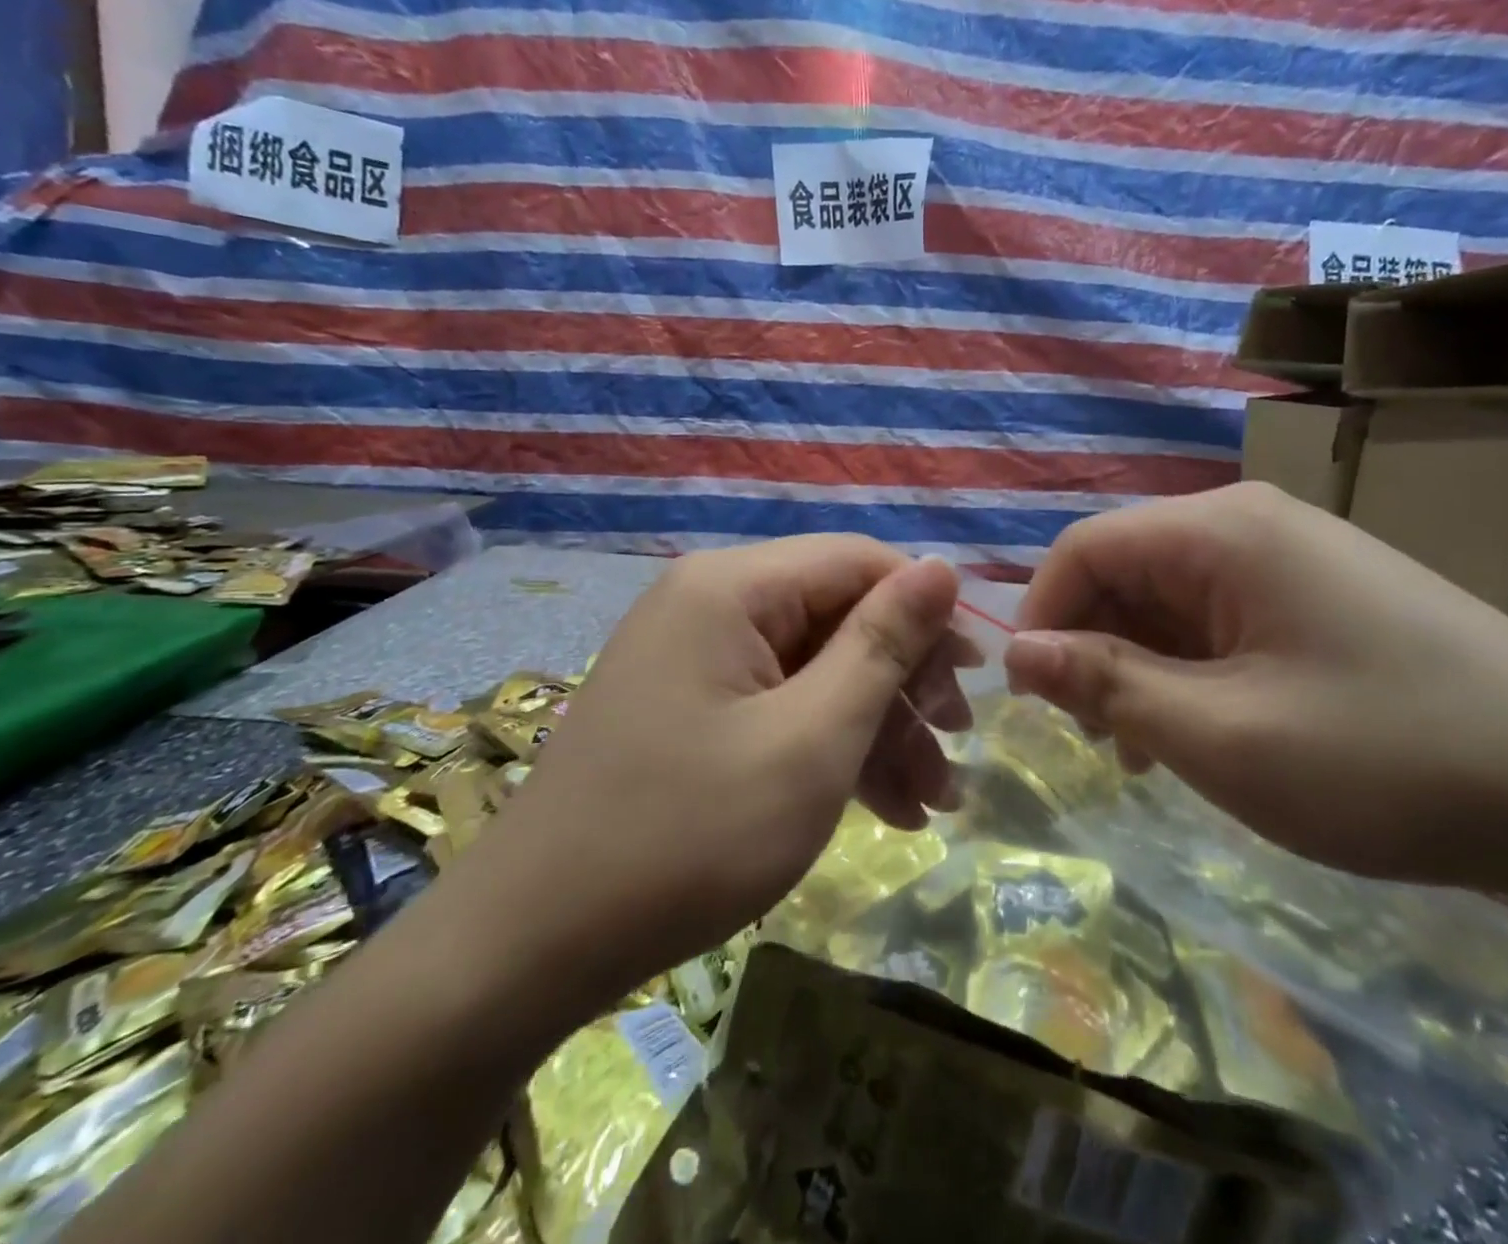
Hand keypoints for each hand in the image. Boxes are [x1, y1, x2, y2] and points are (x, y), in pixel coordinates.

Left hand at [470, 537, 966, 997]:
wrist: (533, 946)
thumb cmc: (688, 837)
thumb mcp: (811, 740)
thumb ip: (881, 645)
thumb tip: (941, 568)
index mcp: (732, 587)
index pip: (859, 561)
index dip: (926, 612)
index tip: (974, 681)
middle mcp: (710, 604)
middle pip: (837, 616)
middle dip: (903, 684)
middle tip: (955, 748)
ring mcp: (695, 659)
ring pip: (814, 669)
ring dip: (877, 727)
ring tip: (932, 800)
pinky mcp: (689, 709)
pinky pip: (777, 705)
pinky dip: (829, 748)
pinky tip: (883, 808)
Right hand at [1005, 483, 1507, 890]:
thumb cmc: (1386, 760)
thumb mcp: (1221, 735)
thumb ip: (1104, 685)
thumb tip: (1017, 653)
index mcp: (1223, 531)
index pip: (1083, 548)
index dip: (1040, 616)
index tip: (1031, 697)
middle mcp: (1252, 524)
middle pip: (1126, 569)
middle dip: (1091, 647)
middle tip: (1095, 737)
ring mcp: (1294, 557)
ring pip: (1169, 599)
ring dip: (1138, 666)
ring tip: (1145, 748)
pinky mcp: (1322, 596)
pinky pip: (1219, 618)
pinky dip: (1188, 670)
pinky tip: (1203, 729)